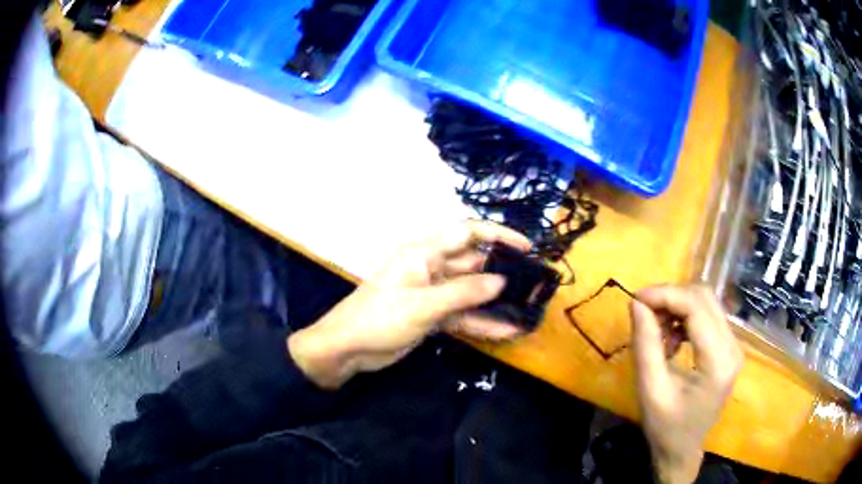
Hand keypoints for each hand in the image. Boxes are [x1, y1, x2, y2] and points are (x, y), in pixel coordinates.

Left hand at [288, 221, 530, 388]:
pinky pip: (463, 315)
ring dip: (496, 301)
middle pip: (473, 264)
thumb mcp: (423, 305)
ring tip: (528, 308)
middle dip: (502, 272)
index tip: (526, 247)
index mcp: (425, 253)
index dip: (497, 235)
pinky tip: (507, 331)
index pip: (466, 233)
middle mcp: (432, 268)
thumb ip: (464, 293)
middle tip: (534, 283)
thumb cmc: (380, 318)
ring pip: (471, 293)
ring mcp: (433, 294)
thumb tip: (501, 281)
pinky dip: (482, 323)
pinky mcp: (432, 316)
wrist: (348, 348)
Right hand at [630, 285, 743, 483]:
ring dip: (678, 306)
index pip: (696, 308)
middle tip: (643, 311)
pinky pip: (708, 315)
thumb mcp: (650, 390)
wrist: (682, 450)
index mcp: (718, 362)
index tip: (636, 298)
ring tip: (656, 328)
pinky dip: (685, 317)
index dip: (666, 296)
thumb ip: (645, 345)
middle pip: (705, 298)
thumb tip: (637, 303)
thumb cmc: (665, 428)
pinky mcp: (729, 347)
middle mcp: (733, 347)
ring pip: (707, 302)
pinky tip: (671, 337)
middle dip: (671, 297)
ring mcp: (734, 345)